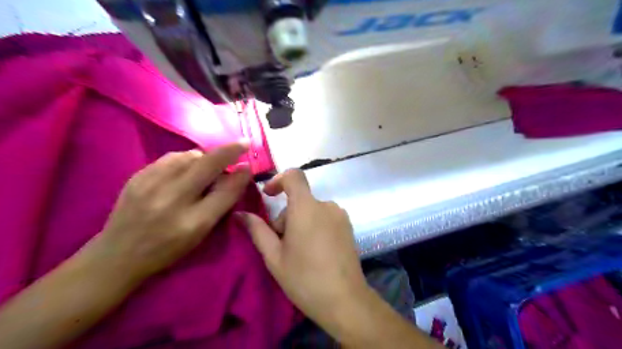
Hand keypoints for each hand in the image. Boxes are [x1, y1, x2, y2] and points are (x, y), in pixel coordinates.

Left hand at [86, 141, 251, 280]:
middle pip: (207, 163)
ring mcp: (151, 184)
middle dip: (229, 150)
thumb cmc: (168, 248)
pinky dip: (186, 159)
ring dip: (206, 158)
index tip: (250, 162)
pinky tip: (186, 170)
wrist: (118, 254)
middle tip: (241, 145)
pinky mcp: (137, 176)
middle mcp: (172, 199)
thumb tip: (241, 173)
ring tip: (207, 168)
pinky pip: (171, 158)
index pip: (226, 190)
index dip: (241, 173)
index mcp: (192, 221)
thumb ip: (223, 202)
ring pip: (189, 156)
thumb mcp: (201, 232)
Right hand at [237, 171, 364, 328]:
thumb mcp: (274, 256)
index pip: (294, 175)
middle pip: (299, 200)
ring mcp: (340, 215)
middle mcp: (326, 205)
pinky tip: (315, 252)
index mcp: (307, 207)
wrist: (345, 300)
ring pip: (311, 210)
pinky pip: (325, 217)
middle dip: (286, 217)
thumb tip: (240, 214)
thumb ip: (257, 230)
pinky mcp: (348, 226)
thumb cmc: (304, 279)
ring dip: (300, 223)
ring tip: (298, 252)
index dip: (278, 180)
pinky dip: (314, 226)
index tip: (268, 196)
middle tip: (281, 245)